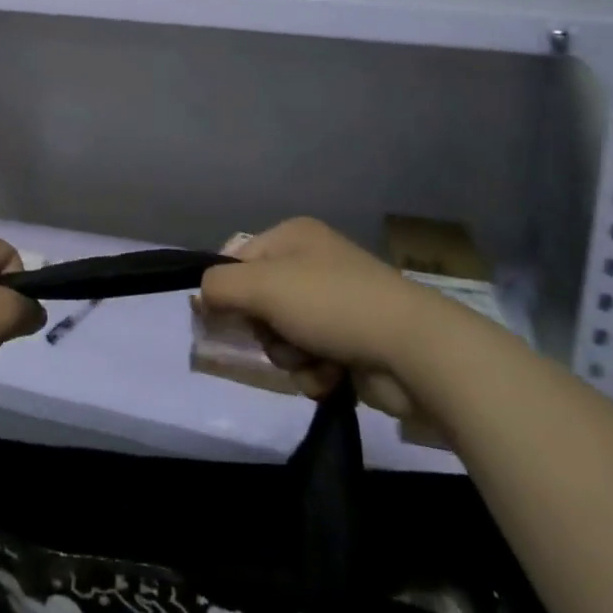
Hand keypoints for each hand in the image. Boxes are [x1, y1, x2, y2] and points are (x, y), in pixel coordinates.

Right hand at [199, 217, 428, 420]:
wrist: (412, 349)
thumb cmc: (330, 304)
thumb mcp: (262, 286)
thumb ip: (219, 287)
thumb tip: (200, 297)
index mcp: (293, 237)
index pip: (238, 259)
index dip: (226, 291)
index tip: (218, 318)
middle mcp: (313, 264)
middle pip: (258, 303)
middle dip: (265, 330)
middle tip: (279, 336)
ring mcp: (334, 304)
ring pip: (281, 337)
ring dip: (289, 356)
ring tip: (313, 359)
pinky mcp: (351, 342)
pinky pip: (309, 360)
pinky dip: (314, 372)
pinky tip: (333, 375)